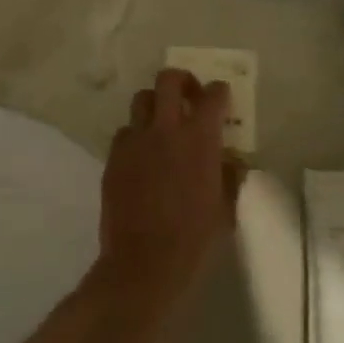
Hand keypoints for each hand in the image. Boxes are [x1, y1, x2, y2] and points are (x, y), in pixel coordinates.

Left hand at [96, 69, 246, 314]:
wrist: (144, 262)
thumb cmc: (194, 238)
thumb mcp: (224, 206)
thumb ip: (229, 175)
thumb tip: (230, 160)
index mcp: (199, 139)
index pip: (213, 96)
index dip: (219, 92)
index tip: (221, 98)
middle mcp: (165, 130)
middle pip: (168, 80)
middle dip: (181, 80)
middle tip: (188, 95)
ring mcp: (134, 141)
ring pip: (141, 101)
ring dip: (155, 106)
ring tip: (162, 125)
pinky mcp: (113, 158)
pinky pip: (124, 133)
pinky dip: (136, 136)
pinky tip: (143, 156)